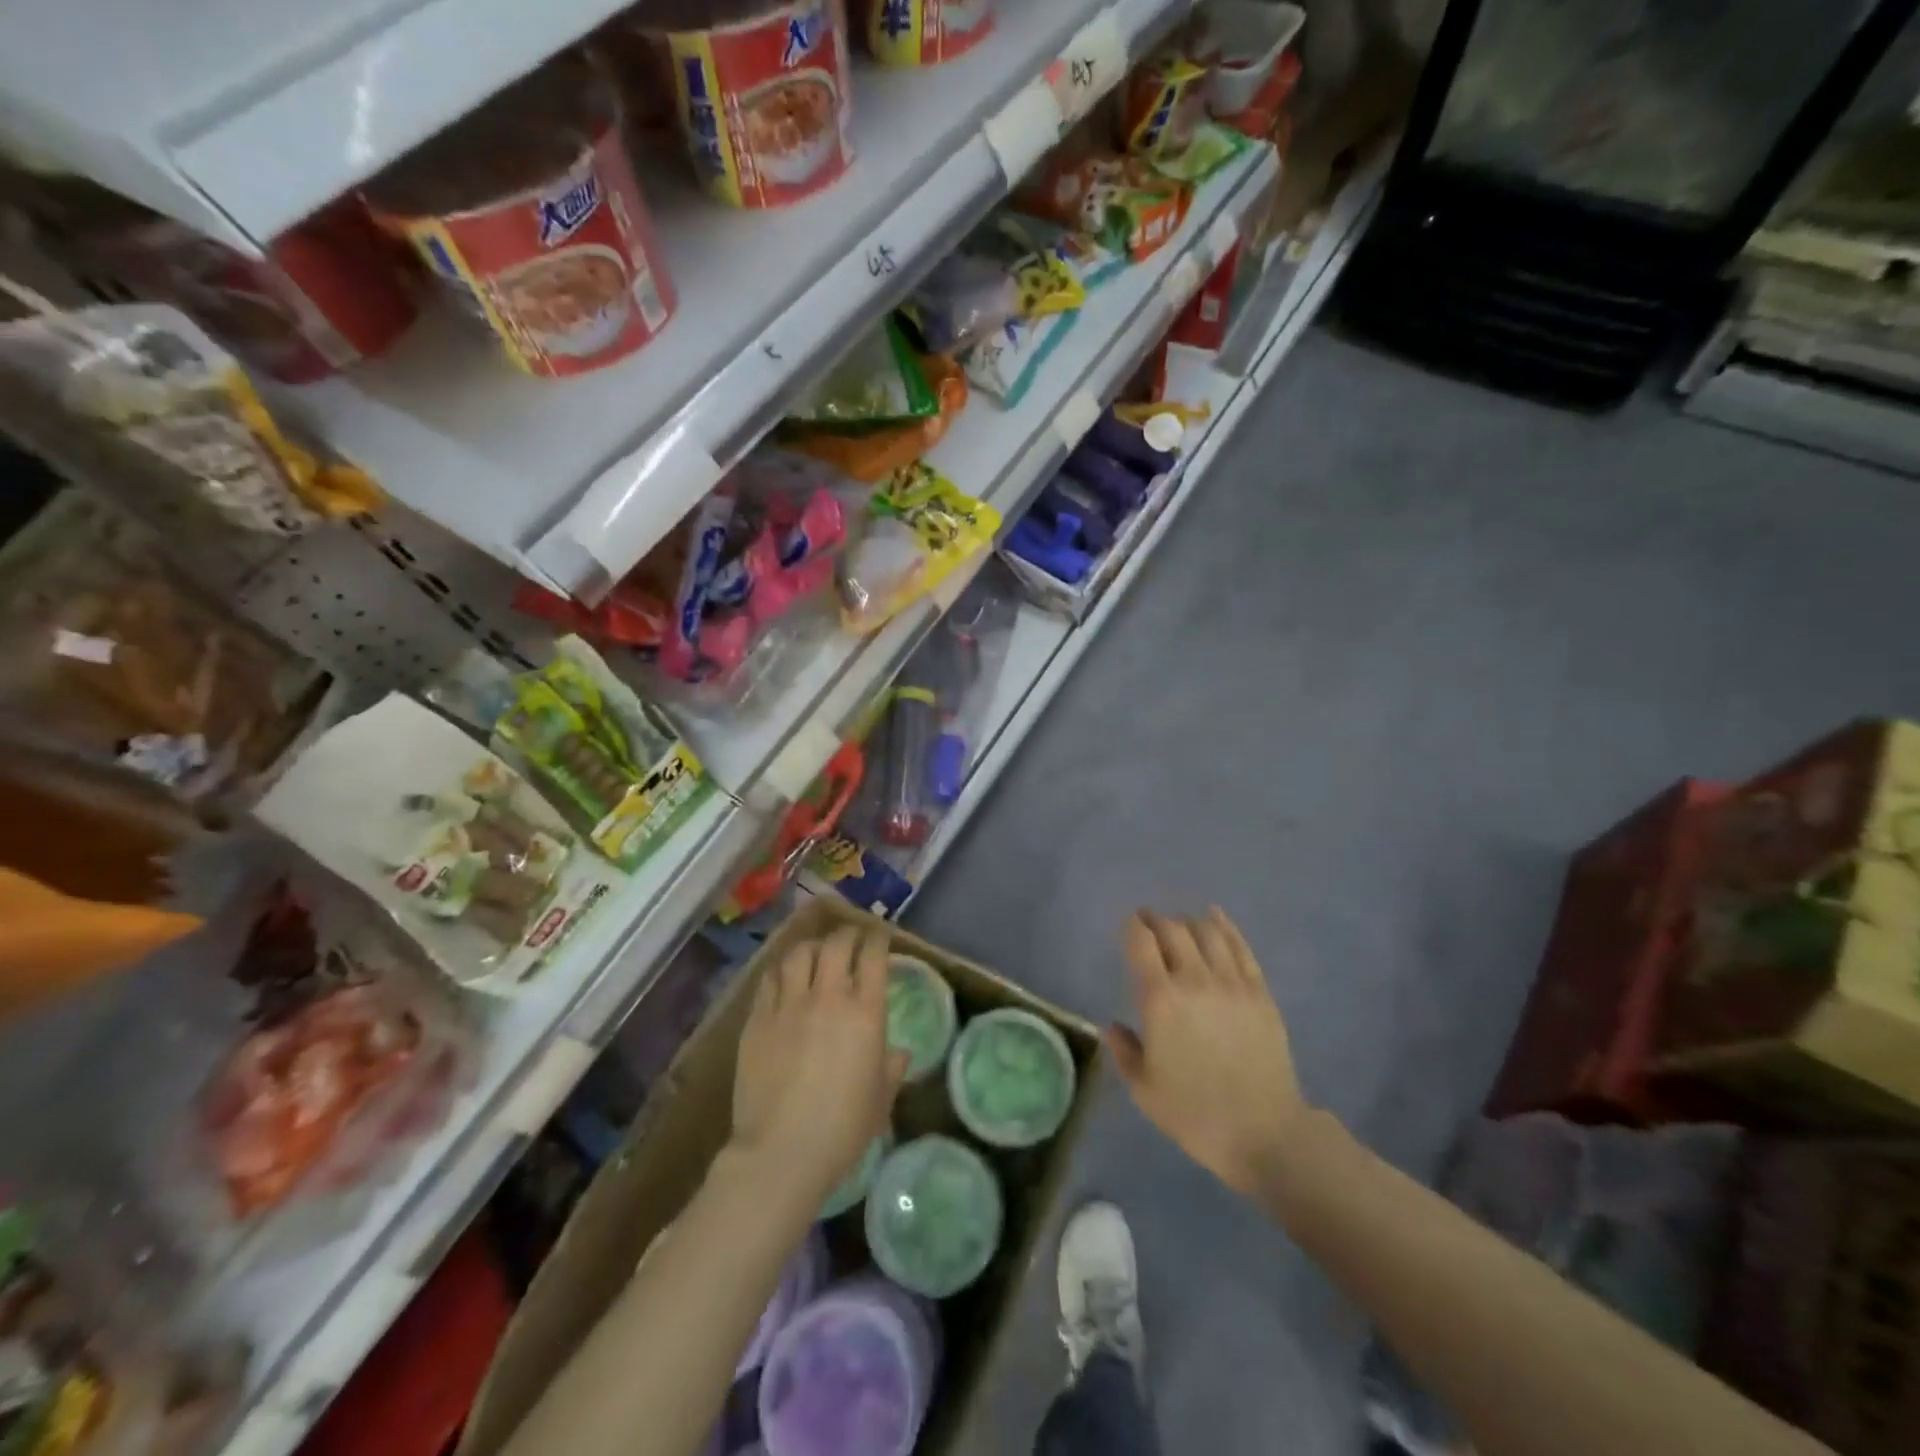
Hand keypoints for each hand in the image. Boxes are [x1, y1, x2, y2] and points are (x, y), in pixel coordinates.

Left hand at [731, 925, 907, 1206]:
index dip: (877, 938)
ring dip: (812, 947)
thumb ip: (892, 1068)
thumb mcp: (881, 1099)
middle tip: (851, 939)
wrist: (781, 1153)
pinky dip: (782, 969)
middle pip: (836, 944)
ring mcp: (789, 1005)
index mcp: (865, 1012)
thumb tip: (898, 1052)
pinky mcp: (758, 1018)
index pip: (873, 955)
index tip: (879, 936)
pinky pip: (770, 978)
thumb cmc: (842, 1130)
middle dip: (847, 934)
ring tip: (815, 952)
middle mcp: (828, 997)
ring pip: (799, 953)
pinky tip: (785, 975)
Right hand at [1107, 908, 1306, 1198]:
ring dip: (1189, 922)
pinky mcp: (1260, 992)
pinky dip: (1225, 927)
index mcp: (1160, 1000)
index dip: (1132, 926)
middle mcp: (1194, 980)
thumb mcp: (1144, 1089)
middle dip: (1157, 920)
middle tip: (1149, 920)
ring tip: (1180, 924)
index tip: (1129, 923)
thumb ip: (1124, 1051)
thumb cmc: (1194, 1114)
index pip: (1141, 944)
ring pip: (1207, 932)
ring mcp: (1232, 983)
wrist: (1264, 1133)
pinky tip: (1216, 918)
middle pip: (1173, 930)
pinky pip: (1240, 947)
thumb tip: (1114, 1027)